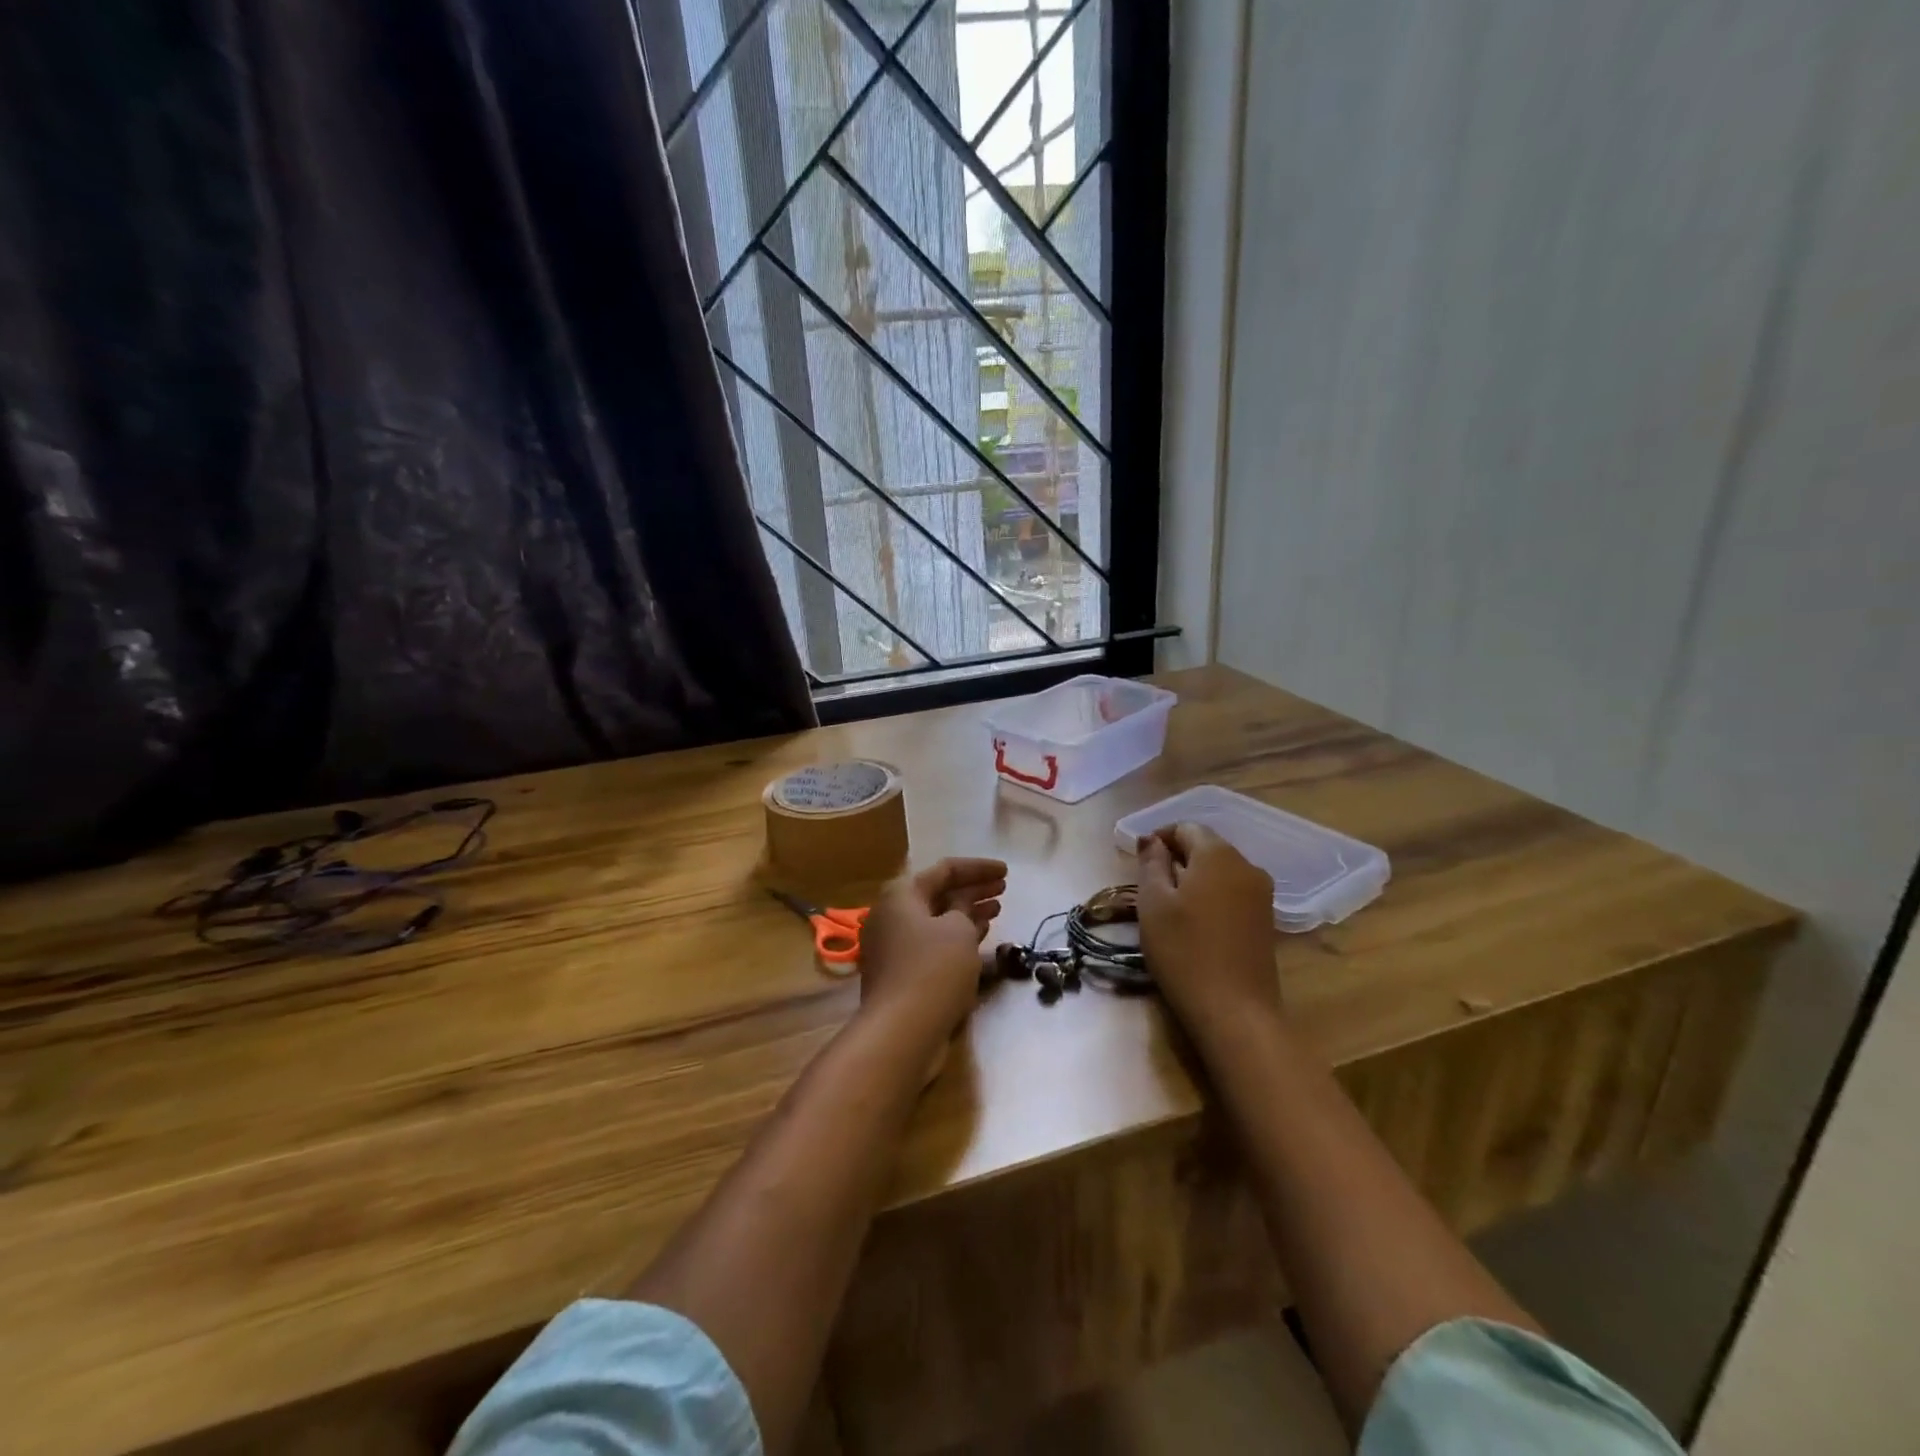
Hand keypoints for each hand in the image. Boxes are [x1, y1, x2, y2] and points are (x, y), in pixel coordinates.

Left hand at [856, 857, 1006, 1041]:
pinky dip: (956, 938)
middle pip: (938, 894)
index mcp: (901, 895)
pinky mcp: (901, 973)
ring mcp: (894, 946)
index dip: (978, 868)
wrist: (901, 1031)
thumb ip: (964, 909)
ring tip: (997, 911)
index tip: (1007, 872)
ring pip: (936, 920)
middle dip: (972, 890)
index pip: (944, 869)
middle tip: (1003, 890)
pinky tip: (980, 939)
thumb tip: (960, 907)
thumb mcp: (958, 931)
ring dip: (967, 914)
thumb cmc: (933, 969)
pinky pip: (933, 944)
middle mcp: (892, 915)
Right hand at [1138, 824, 1278, 1041]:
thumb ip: (1151, 863)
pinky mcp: (1266, 920)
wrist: (1235, 1011)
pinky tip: (1195, 923)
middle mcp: (1246, 865)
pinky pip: (1233, 892)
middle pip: (1206, 846)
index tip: (1139, 860)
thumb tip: (1151, 839)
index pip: (1186, 827)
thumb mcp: (1153, 903)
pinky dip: (1211, 896)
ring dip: (1194, 878)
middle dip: (1177, 857)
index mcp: (1218, 854)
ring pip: (1220, 871)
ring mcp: (1261, 894)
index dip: (1159, 837)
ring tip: (1169, 905)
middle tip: (1149, 884)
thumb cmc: (1184, 950)